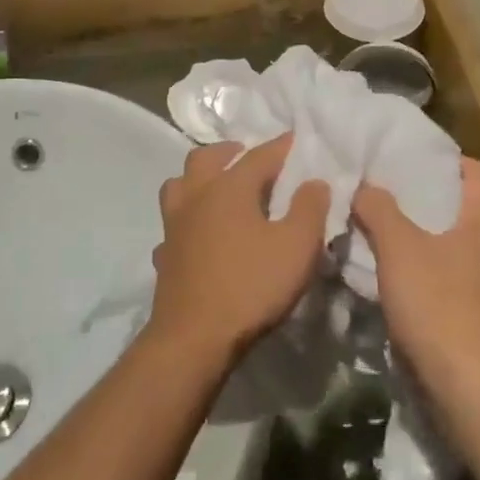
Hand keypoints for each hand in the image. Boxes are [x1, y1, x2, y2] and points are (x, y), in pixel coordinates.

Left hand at [148, 135, 327, 364]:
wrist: (194, 338)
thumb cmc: (250, 286)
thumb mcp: (296, 247)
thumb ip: (310, 208)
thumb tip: (315, 180)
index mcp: (229, 186)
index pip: (259, 154)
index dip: (281, 147)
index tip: (297, 141)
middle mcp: (196, 195)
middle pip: (206, 157)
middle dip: (230, 152)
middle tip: (251, 159)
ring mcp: (174, 224)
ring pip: (179, 184)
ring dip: (198, 179)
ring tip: (219, 189)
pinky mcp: (164, 254)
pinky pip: (173, 224)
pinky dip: (186, 220)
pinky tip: (198, 235)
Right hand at [353, 159, 479, 388]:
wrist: (473, 388)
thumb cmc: (437, 303)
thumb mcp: (396, 248)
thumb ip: (378, 209)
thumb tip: (365, 186)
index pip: (477, 170)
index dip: (446, 163)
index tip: (414, 166)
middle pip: (478, 207)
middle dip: (443, 202)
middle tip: (403, 201)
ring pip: (478, 246)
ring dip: (449, 240)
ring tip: (409, 243)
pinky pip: (479, 280)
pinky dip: (455, 274)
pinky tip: (425, 287)